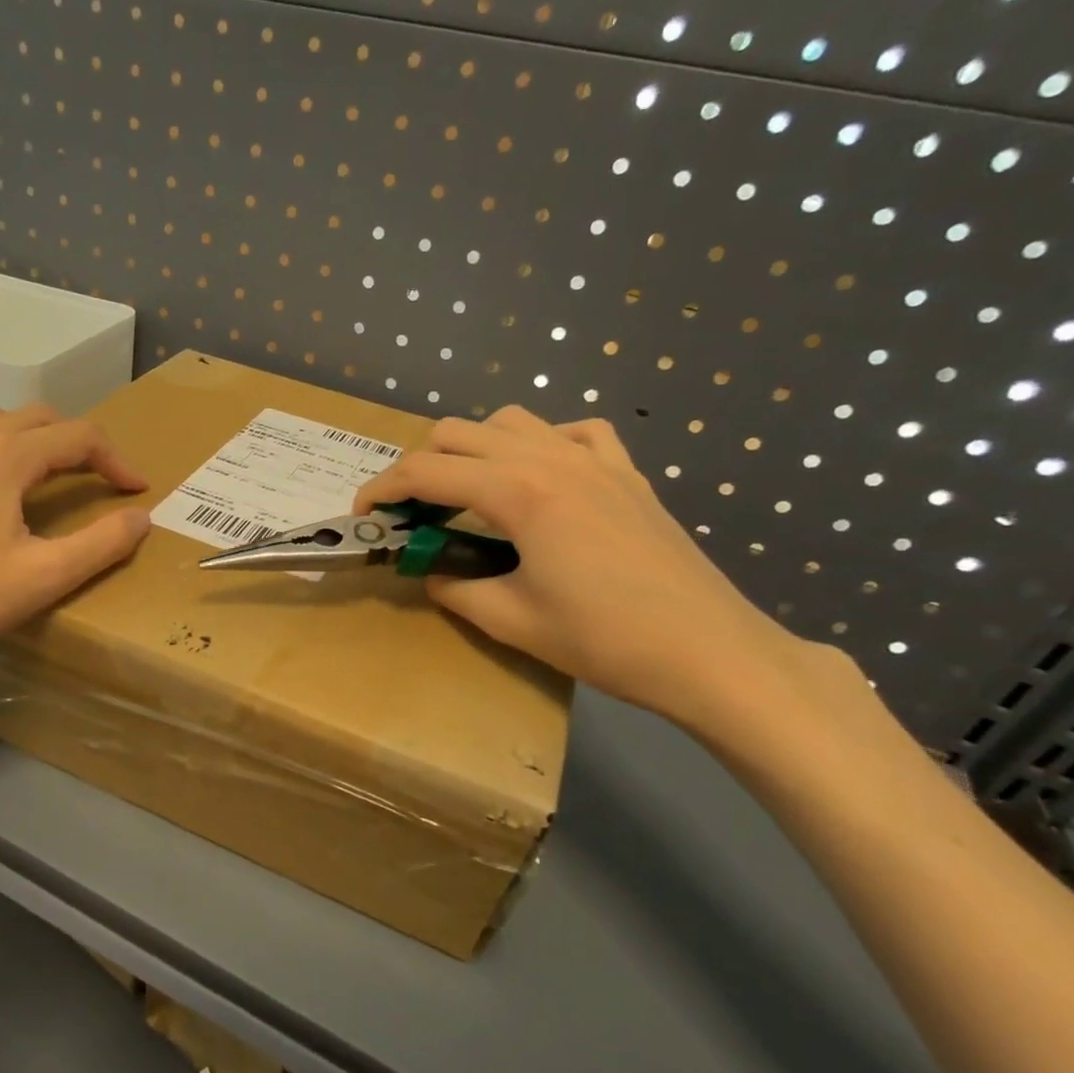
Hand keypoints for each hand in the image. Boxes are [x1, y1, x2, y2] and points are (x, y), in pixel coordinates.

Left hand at [0, 404, 150, 683]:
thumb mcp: (44, 578)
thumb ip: (102, 543)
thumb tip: (141, 517)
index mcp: (4, 458)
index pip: (78, 436)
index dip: (116, 459)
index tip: (136, 489)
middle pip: (33, 418)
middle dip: (72, 442)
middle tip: (92, 479)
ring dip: (24, 441)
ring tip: (35, 480)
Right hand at [355, 407, 812, 726]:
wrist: (709, 651)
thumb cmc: (604, 640)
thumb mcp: (510, 621)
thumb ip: (455, 587)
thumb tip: (432, 571)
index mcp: (518, 492)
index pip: (426, 472)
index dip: (383, 488)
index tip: (364, 512)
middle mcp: (551, 459)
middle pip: (459, 432)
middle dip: (420, 465)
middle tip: (412, 512)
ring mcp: (595, 460)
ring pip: (512, 421)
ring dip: (474, 448)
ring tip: (469, 494)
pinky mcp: (627, 474)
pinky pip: (574, 433)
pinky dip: (542, 444)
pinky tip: (541, 478)